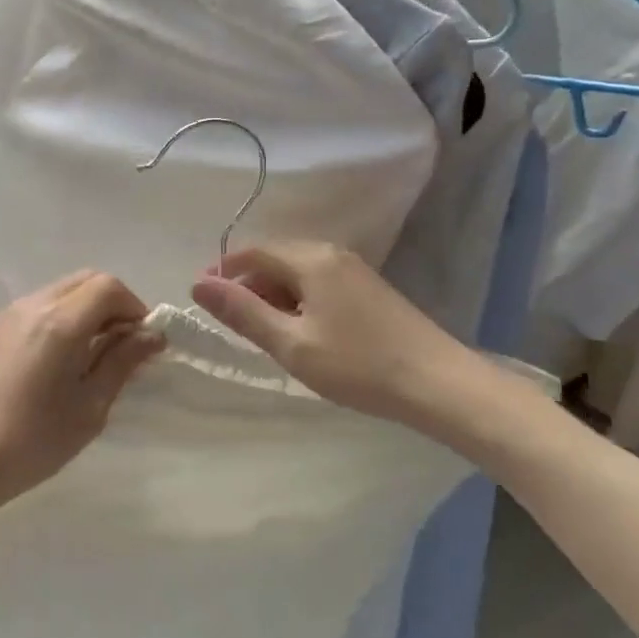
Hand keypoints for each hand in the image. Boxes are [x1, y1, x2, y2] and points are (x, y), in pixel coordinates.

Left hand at [0, 270, 161, 520]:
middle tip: (121, 346)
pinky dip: (59, 317)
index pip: (108, 286)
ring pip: (60, 291)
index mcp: (59, 322)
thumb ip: (121, 363)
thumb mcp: (89, 408)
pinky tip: (57, 359)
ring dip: (85, 310)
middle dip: (112, 304)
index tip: (142, 342)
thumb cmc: (31, 442)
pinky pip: (37, 306)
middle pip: (85, 280)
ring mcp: (7, 314)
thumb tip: (151, 335)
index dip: (134, 307)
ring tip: (90, 355)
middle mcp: (32, 305)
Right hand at [190, 241, 494, 445]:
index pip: (253, 252)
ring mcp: (354, 270)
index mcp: (310, 259)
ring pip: (298, 273)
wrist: (440, 385)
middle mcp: (331, 253)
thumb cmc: (358, 365)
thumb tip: (198, 284)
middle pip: (275, 259)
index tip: (203, 299)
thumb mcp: (291, 343)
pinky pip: (319, 283)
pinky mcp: (369, 289)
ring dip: (274, 296)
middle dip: (249, 286)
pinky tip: (301, 333)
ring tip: (265, 334)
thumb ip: (243, 312)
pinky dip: (299, 301)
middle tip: (234, 325)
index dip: (224, 272)